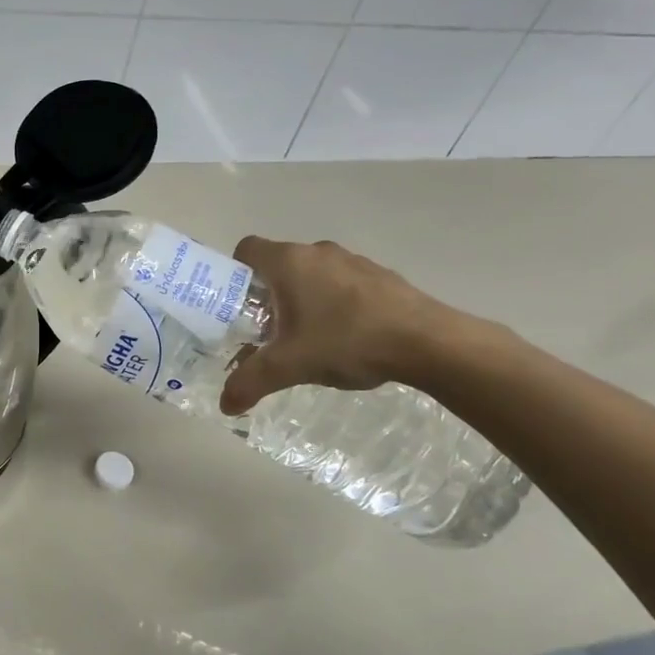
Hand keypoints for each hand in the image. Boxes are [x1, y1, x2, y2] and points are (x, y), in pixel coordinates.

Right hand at [219, 237, 449, 415]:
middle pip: (278, 264)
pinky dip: (332, 303)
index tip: (234, 306)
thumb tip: (225, 405)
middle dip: (266, 295)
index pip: (246, 249)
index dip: (233, 274)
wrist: (429, 342)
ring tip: (304, 337)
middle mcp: (318, 251)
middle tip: (264, 331)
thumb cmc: (347, 341)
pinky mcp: (380, 276)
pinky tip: (342, 337)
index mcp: (289, 262)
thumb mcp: (290, 366)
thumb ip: (251, 382)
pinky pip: (341, 283)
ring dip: (301, 299)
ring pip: (311, 274)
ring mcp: (353, 260)